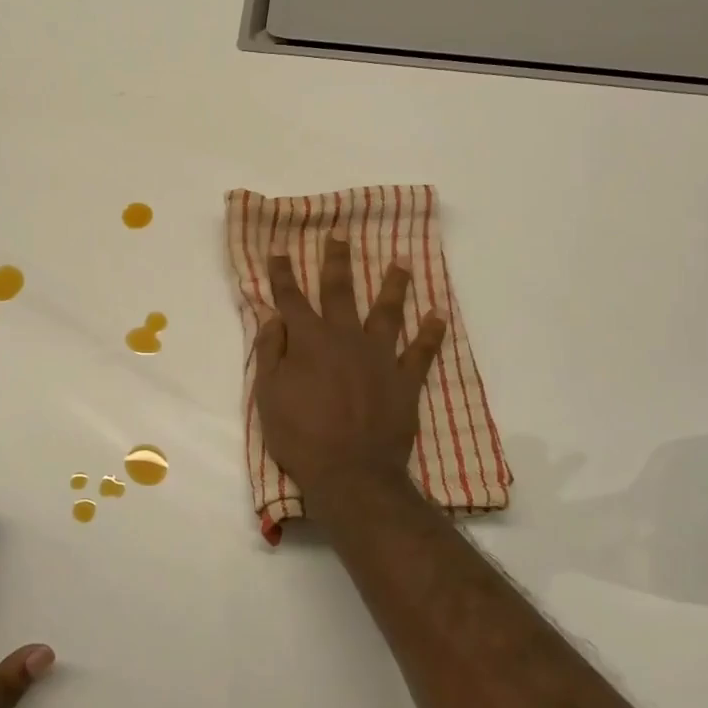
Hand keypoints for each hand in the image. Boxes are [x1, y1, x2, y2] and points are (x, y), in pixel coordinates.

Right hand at [254, 230, 445, 506]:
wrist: (350, 473)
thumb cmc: (300, 436)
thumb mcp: (268, 395)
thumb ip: (270, 351)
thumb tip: (272, 316)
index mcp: (309, 340)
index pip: (291, 299)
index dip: (283, 273)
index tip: (279, 249)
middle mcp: (346, 338)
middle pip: (341, 292)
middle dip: (337, 261)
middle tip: (340, 234)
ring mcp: (380, 357)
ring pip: (387, 312)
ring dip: (393, 285)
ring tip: (401, 261)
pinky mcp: (405, 380)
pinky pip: (422, 352)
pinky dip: (431, 334)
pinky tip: (439, 315)